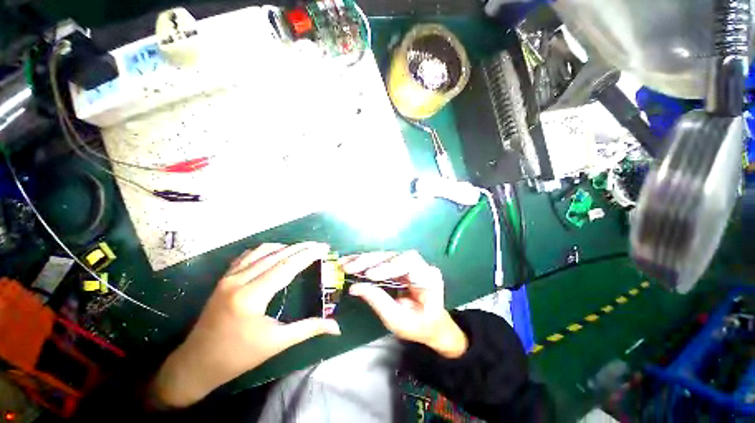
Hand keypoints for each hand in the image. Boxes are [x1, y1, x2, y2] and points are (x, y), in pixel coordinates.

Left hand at [152, 242, 340, 407]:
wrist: (197, 363)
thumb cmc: (238, 356)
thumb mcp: (276, 343)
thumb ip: (308, 329)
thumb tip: (337, 328)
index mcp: (251, 296)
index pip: (286, 267)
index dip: (308, 255)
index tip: (324, 248)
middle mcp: (239, 280)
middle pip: (277, 255)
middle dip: (301, 248)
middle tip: (319, 245)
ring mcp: (229, 277)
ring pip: (262, 252)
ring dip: (285, 247)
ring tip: (303, 247)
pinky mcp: (224, 278)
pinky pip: (248, 255)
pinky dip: (267, 250)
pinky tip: (277, 252)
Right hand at [342, 251, 466, 358]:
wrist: (430, 324)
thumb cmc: (419, 326)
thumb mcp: (399, 321)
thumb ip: (379, 302)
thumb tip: (355, 287)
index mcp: (428, 277)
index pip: (409, 263)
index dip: (388, 267)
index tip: (369, 275)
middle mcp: (420, 265)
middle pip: (394, 255)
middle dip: (370, 261)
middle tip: (349, 267)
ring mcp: (409, 263)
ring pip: (385, 256)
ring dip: (364, 259)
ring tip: (345, 263)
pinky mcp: (398, 264)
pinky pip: (381, 261)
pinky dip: (365, 262)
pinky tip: (351, 262)